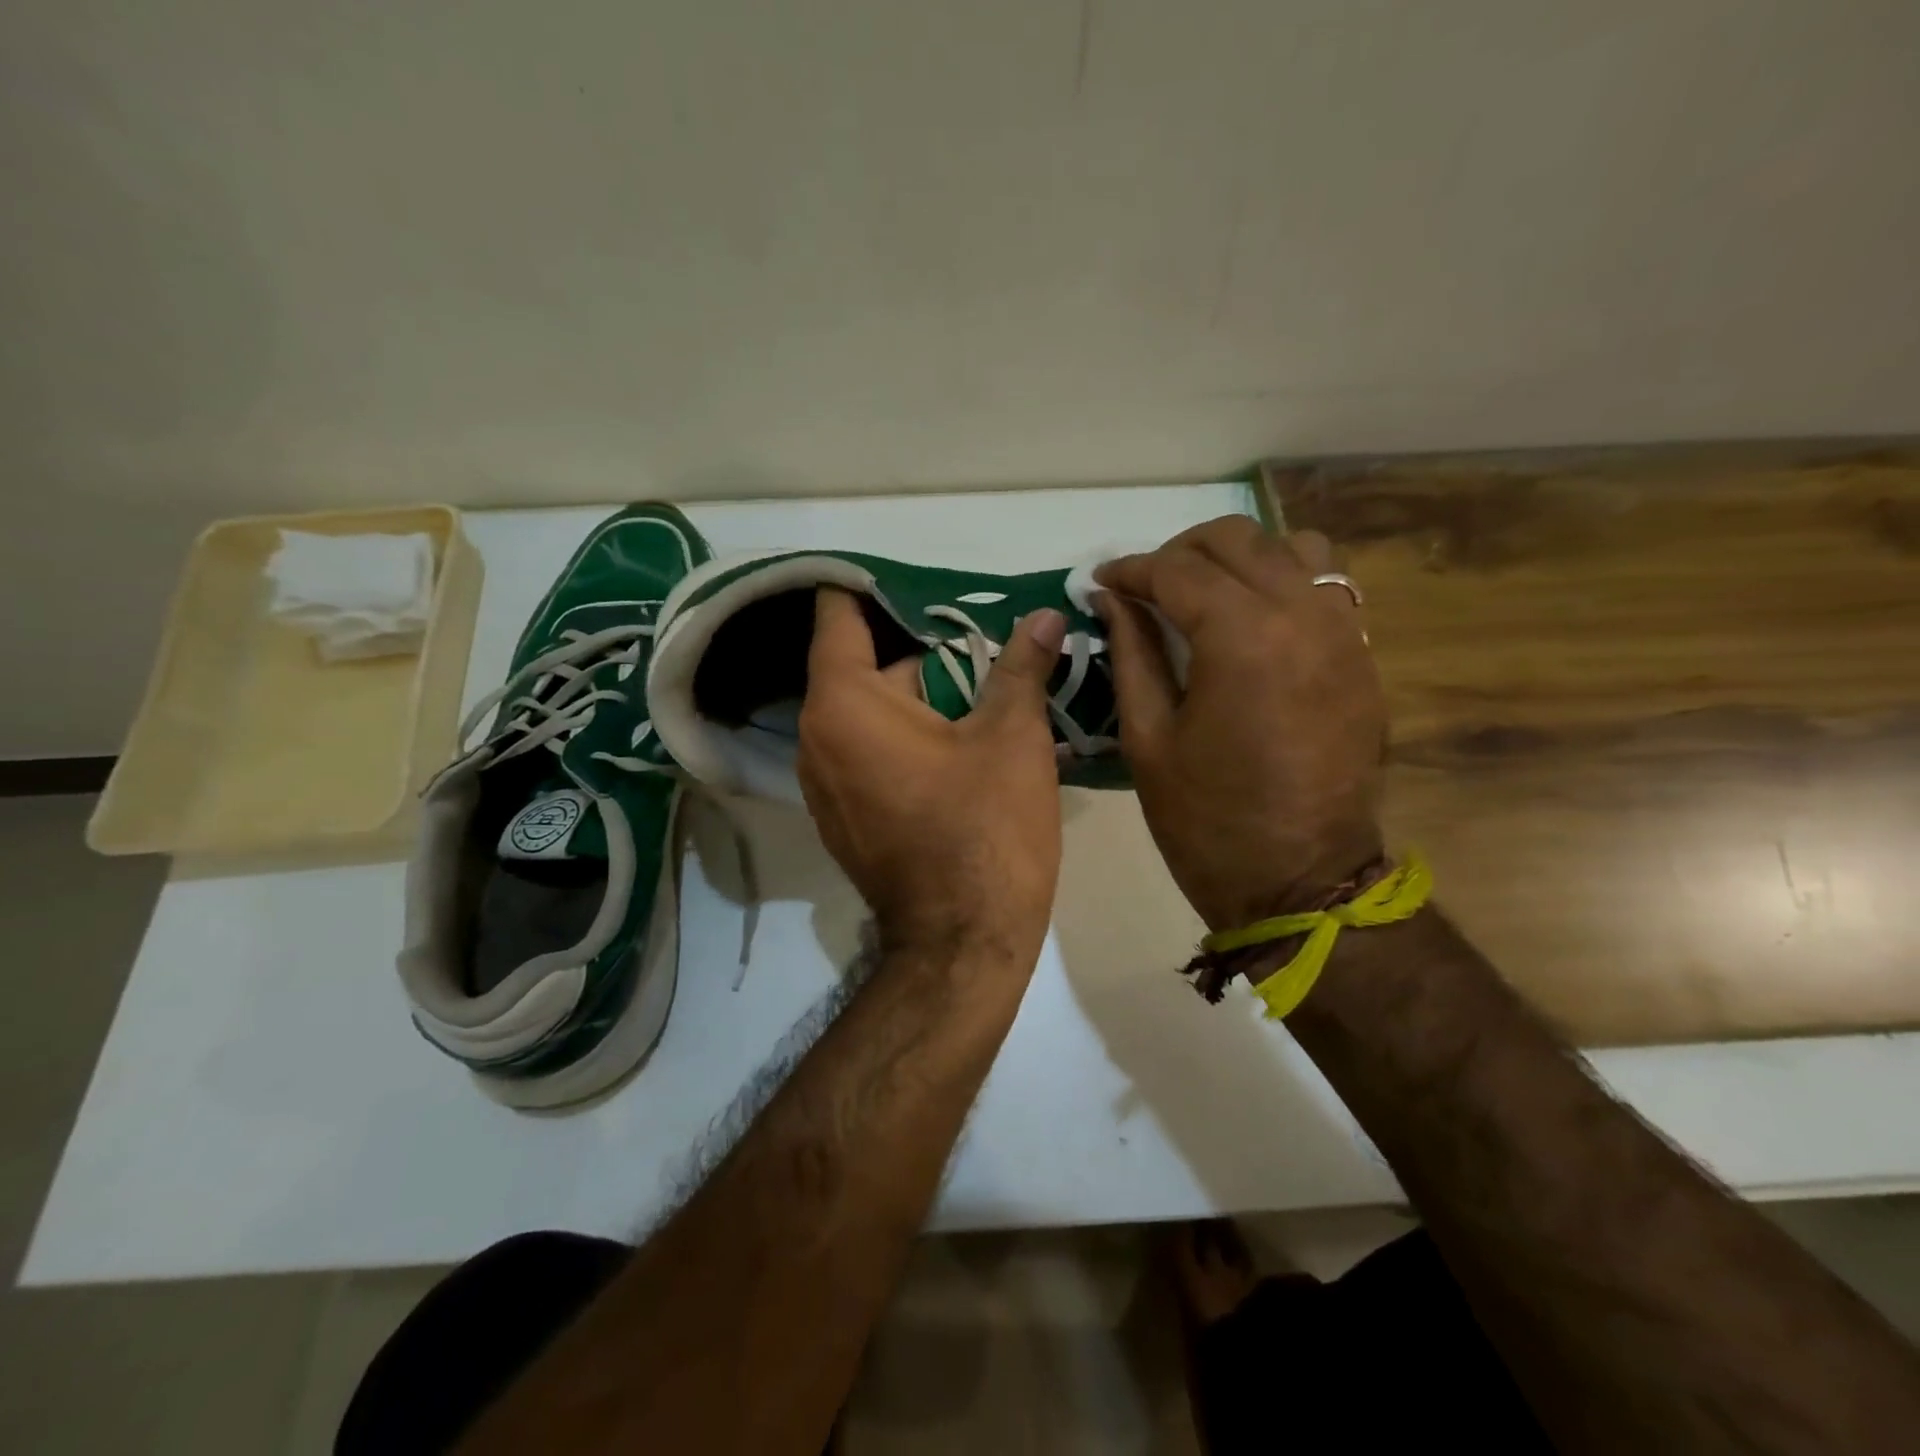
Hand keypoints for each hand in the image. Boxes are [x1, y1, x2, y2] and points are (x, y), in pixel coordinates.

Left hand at [797, 588, 1067, 962]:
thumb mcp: (1012, 738)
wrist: (962, 944)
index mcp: (843, 703)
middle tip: (980, 630)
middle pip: (862, 662)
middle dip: (920, 645)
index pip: (838, 613)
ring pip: (869, 708)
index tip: (918, 572)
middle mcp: (816, 736)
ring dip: (918, 691)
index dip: (873, 585)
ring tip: (981, 676)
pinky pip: (868, 748)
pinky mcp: (843, 813)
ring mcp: (824, 780)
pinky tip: (958, 734)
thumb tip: (1045, 616)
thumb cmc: (985, 831)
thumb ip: (1022, 667)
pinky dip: (905, 731)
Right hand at [1094, 516, 1386, 931]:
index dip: (1132, 570)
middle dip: (1180, 552)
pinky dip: (1283, 580)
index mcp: (1242, 638)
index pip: (1177, 571)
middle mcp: (1302, 615)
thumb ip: (1131, 654)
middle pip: (1237, 541)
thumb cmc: (1207, 820)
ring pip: (1293, 548)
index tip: (1102, 581)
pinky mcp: (1362, 656)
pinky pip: (1327, 585)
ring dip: (1240, 557)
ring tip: (1205, 591)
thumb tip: (1113, 599)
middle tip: (1145, 585)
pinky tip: (1252, 617)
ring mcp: (1344, 633)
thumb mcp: (1148, 738)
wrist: (1301, 880)